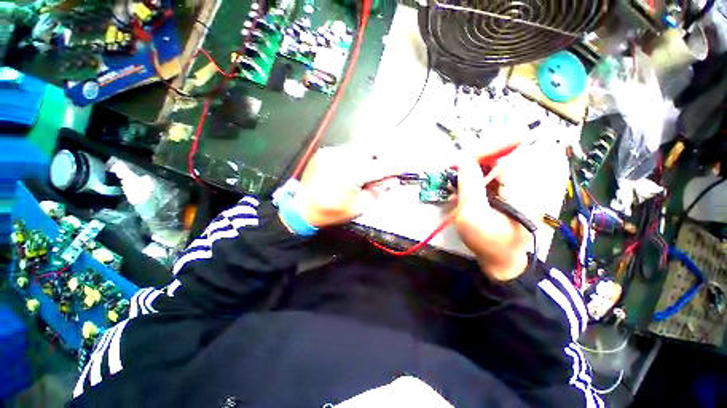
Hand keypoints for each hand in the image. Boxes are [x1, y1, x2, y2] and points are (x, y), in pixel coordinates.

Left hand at [294, 146, 395, 227]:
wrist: (301, 208)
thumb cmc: (331, 212)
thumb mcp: (359, 207)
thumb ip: (377, 192)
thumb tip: (390, 181)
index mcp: (352, 174)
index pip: (382, 167)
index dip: (396, 167)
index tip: (405, 167)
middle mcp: (343, 158)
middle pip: (371, 149)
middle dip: (380, 158)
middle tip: (382, 171)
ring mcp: (332, 153)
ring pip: (359, 148)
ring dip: (367, 158)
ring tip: (364, 172)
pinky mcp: (324, 152)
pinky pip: (346, 151)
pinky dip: (353, 158)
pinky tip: (349, 170)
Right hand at [454, 145, 532, 280]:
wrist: (502, 263)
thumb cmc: (487, 241)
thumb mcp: (473, 212)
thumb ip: (468, 183)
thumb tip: (462, 159)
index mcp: (522, 188)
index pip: (503, 157)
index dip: (480, 154)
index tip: (458, 161)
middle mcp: (524, 185)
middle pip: (498, 161)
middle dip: (473, 164)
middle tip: (453, 172)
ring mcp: (517, 191)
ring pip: (493, 171)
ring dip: (472, 174)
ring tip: (455, 183)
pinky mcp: (509, 196)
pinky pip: (491, 181)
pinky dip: (475, 183)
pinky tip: (462, 191)